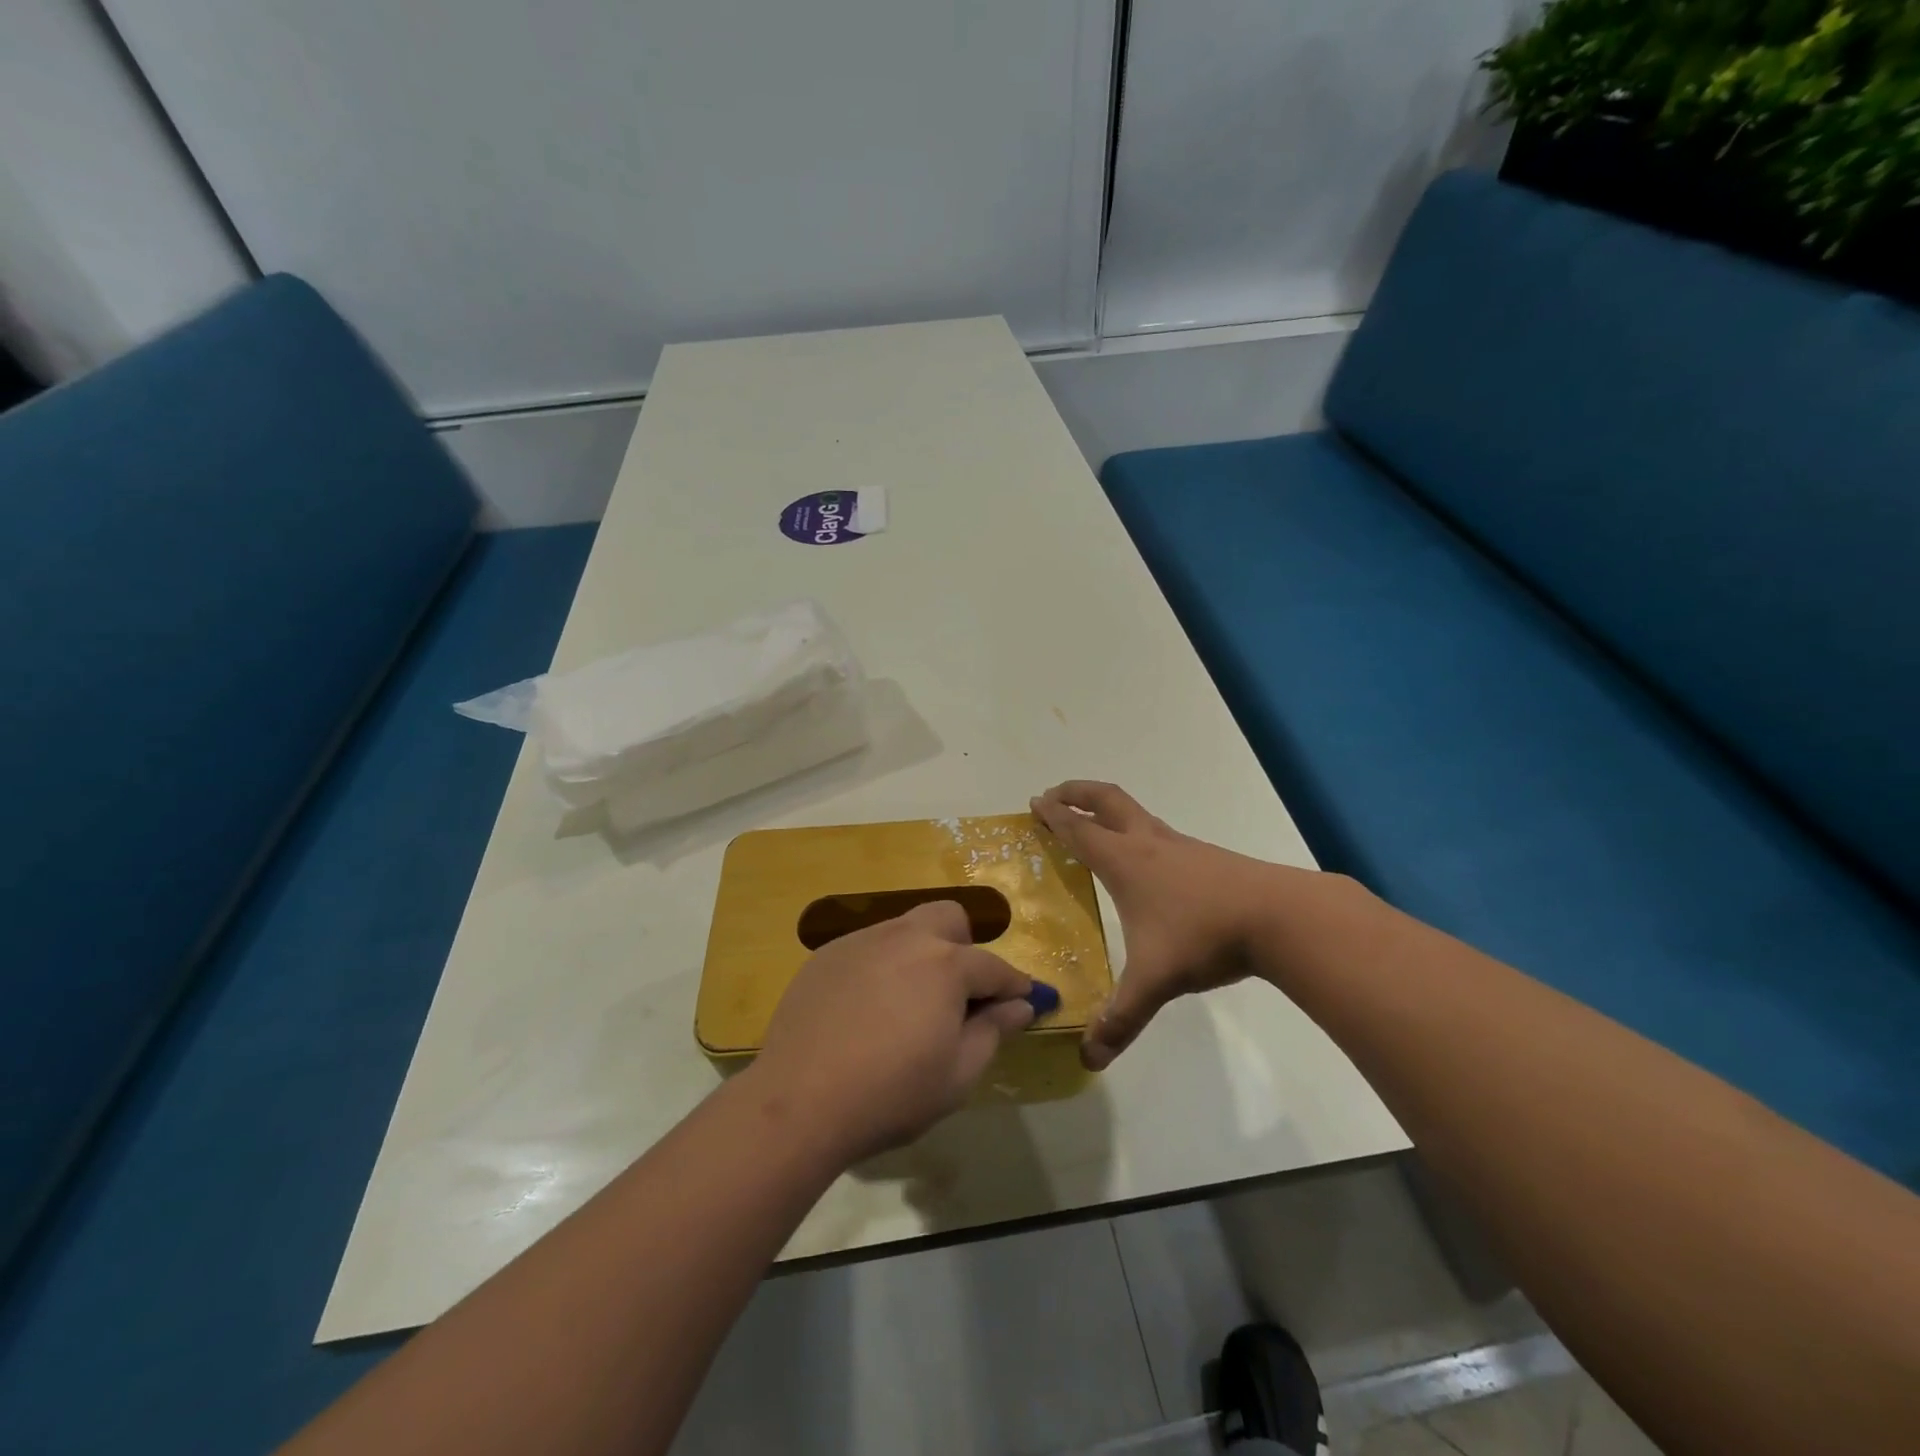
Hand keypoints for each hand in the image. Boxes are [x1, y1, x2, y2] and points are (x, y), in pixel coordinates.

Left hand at [752, 902, 1041, 1162]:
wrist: (799, 1101)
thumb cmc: (891, 1094)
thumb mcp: (957, 1075)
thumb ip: (993, 1031)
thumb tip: (1020, 1005)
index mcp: (946, 964)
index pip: (994, 967)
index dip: (1014, 985)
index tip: (1025, 1001)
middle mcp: (905, 937)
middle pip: (948, 919)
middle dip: (964, 947)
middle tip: (958, 994)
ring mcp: (861, 941)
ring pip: (905, 929)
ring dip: (920, 955)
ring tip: (908, 1004)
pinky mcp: (827, 955)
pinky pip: (868, 948)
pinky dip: (881, 968)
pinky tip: (865, 1010)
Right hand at [1032, 781, 1284, 1070]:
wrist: (1279, 916)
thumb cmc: (1204, 936)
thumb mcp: (1155, 981)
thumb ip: (1121, 1019)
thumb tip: (1088, 1059)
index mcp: (1124, 862)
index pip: (1079, 830)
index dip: (1053, 815)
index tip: (1034, 802)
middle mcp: (1148, 844)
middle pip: (1106, 800)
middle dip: (1077, 793)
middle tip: (1055, 795)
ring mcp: (1180, 846)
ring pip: (1135, 814)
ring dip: (1107, 810)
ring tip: (1095, 826)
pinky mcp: (1206, 857)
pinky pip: (1159, 833)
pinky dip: (1137, 832)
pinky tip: (1146, 862)